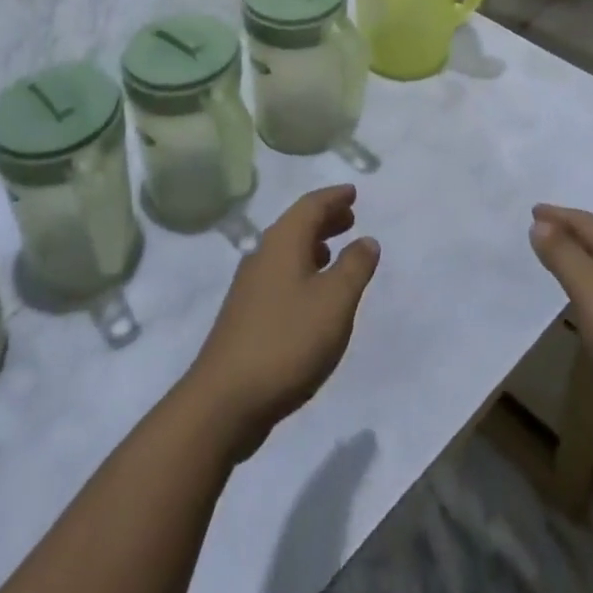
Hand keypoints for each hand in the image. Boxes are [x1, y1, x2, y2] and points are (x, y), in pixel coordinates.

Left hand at [182, 185, 380, 459]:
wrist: (225, 400)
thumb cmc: (287, 341)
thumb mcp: (334, 303)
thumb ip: (354, 267)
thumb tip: (367, 239)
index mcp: (283, 242)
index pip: (310, 205)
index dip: (333, 197)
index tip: (353, 192)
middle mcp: (263, 254)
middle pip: (296, 225)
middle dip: (324, 219)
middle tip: (349, 217)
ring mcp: (251, 285)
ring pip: (287, 251)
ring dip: (313, 245)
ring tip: (335, 251)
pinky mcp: (246, 314)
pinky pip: (280, 274)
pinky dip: (302, 270)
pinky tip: (312, 294)